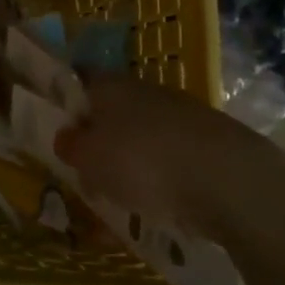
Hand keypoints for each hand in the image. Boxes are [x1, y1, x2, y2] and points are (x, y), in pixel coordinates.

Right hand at [56, 73, 242, 233]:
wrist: (226, 178)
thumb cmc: (142, 160)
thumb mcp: (89, 158)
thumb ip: (71, 145)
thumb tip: (66, 136)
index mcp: (110, 85)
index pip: (80, 81)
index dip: (66, 102)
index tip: (58, 132)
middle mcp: (144, 89)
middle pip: (112, 110)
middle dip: (100, 139)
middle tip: (88, 174)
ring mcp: (179, 112)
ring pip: (142, 134)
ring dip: (131, 159)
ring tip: (123, 197)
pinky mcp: (207, 140)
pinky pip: (171, 155)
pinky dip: (162, 175)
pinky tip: (160, 203)